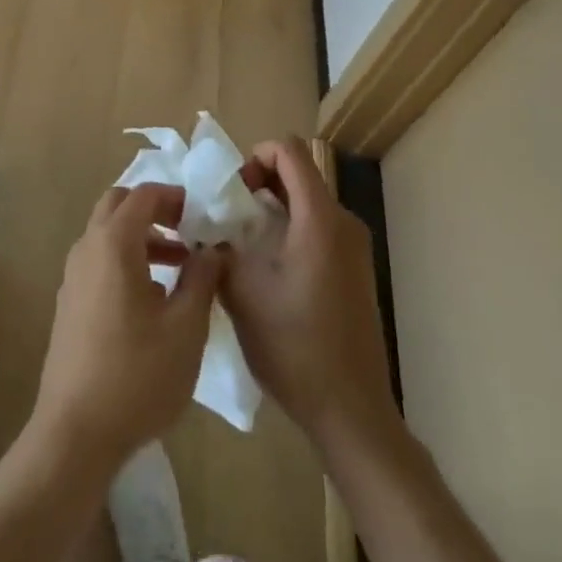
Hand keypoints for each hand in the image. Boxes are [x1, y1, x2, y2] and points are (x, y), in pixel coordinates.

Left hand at [29, 183, 223, 472]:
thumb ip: (202, 279)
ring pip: (107, 234)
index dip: (175, 197)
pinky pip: (99, 261)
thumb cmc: (137, 375)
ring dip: (141, 237)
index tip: (202, 214)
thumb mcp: (185, 328)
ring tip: (180, 266)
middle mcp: (87, 248)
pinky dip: (126, 259)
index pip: (144, 194)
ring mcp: (73, 276)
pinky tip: (152, 299)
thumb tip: (213, 249)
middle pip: (118, 205)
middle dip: (154, 210)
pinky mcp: (69, 303)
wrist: (75, 433)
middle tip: (188, 230)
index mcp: (113, 243)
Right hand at [222, 137, 395, 450]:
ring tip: (243, 246)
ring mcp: (354, 247)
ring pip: (307, 203)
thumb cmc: (295, 346)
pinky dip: (290, 231)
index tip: (233, 191)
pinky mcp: (356, 270)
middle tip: (230, 219)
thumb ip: (219, 247)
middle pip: (299, 174)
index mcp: (319, 218)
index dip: (255, 156)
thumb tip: (205, 229)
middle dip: (259, 184)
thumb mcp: (243, 292)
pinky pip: (318, 228)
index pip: (289, 150)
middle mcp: (343, 222)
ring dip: (273, 210)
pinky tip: (269, 271)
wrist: (351, 411)